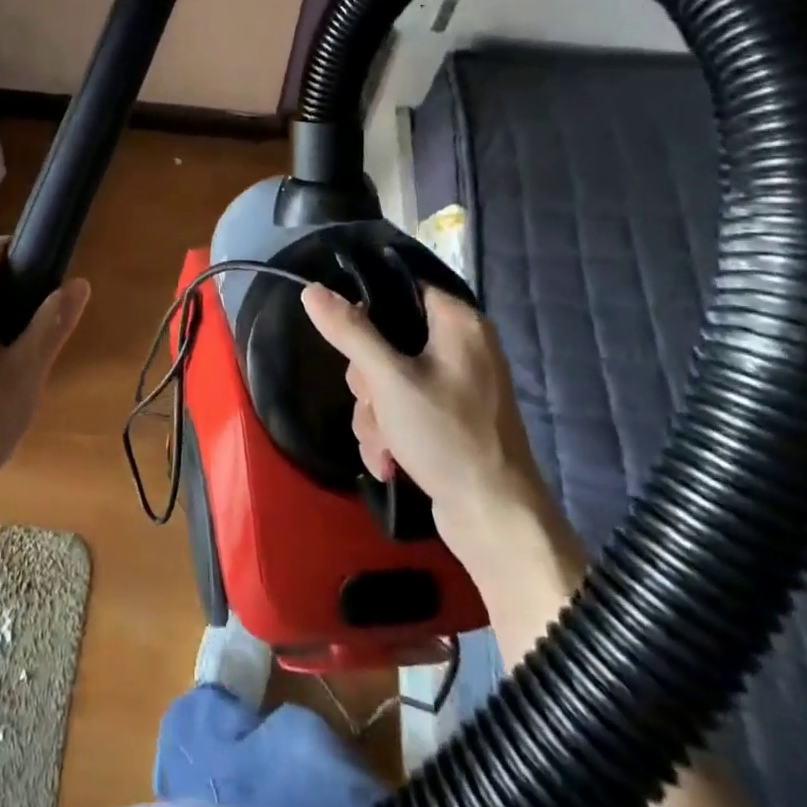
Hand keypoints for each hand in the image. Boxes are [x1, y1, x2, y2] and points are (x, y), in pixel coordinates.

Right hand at [299, 281, 551, 554]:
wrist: (495, 519)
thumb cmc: (447, 436)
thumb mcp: (389, 380)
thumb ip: (350, 331)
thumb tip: (312, 289)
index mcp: (458, 323)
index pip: (400, 288)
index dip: (367, 310)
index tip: (350, 340)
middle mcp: (460, 347)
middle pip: (384, 340)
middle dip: (367, 382)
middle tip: (376, 403)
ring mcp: (454, 386)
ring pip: (384, 379)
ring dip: (373, 415)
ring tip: (385, 445)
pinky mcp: (447, 419)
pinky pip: (400, 408)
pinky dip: (389, 433)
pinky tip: (390, 461)